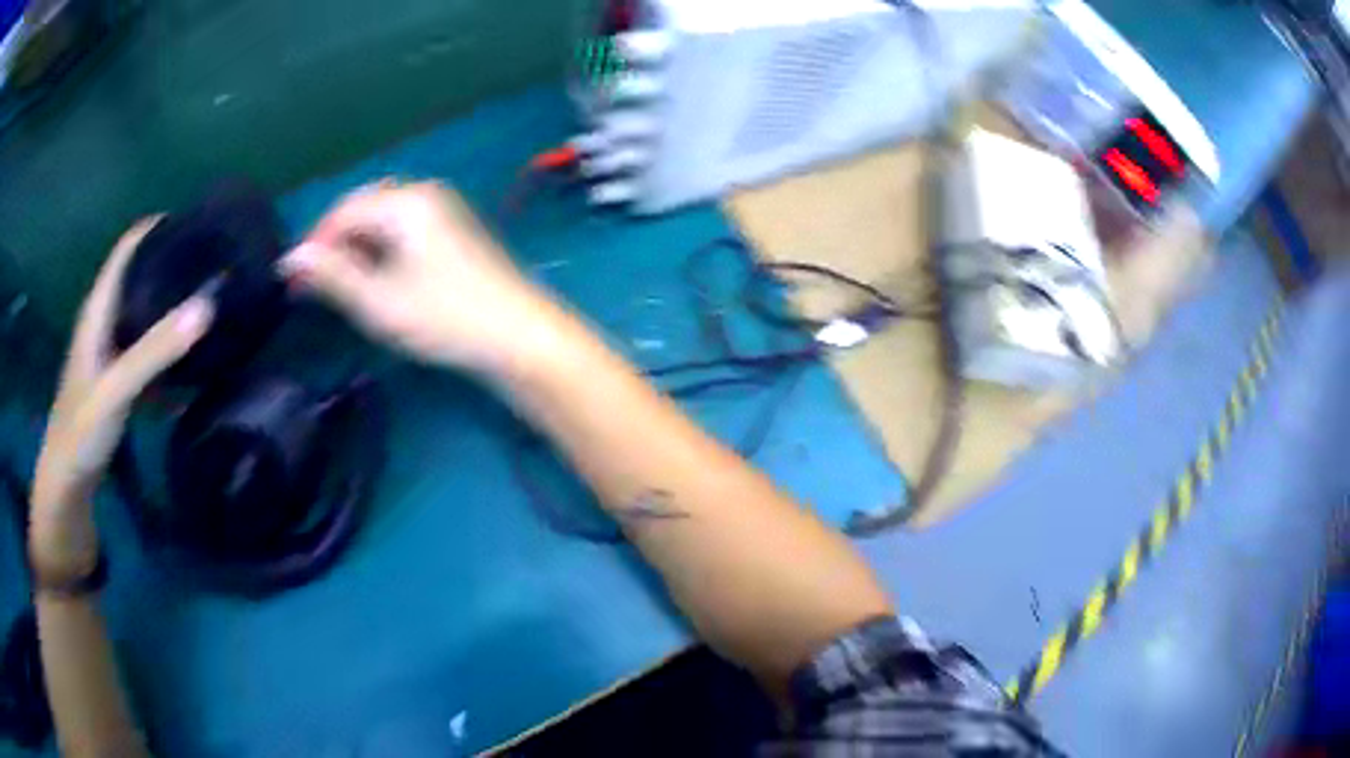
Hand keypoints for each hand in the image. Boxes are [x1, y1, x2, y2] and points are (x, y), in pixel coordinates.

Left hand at [30, 218, 213, 584]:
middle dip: (173, 267)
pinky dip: (169, 352)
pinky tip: (194, 363)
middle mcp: (106, 320)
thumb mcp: (116, 388)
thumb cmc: (82, 429)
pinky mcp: (118, 381)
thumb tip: (207, 304)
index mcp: (99, 307)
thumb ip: (156, 350)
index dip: (159, 227)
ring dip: (173, 310)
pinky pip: (148, 354)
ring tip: (212, 307)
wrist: (67, 483)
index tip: (198, 224)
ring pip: (145, 316)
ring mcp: (111, 353)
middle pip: (140, 277)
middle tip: (214, 267)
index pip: (130, 246)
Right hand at [280, 180, 554, 375]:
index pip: (344, 210)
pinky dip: (381, 253)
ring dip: (356, 249)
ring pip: (384, 222)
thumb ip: (333, 276)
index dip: (315, 242)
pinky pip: (404, 233)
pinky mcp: (454, 236)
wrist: (520, 336)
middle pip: (364, 209)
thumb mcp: (379, 300)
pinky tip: (375, 282)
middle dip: (335, 243)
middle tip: (315, 285)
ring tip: (340, 288)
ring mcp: (444, 214)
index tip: (293, 279)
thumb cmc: (445, 316)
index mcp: (406, 201)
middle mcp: (426, 196)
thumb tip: (291, 258)